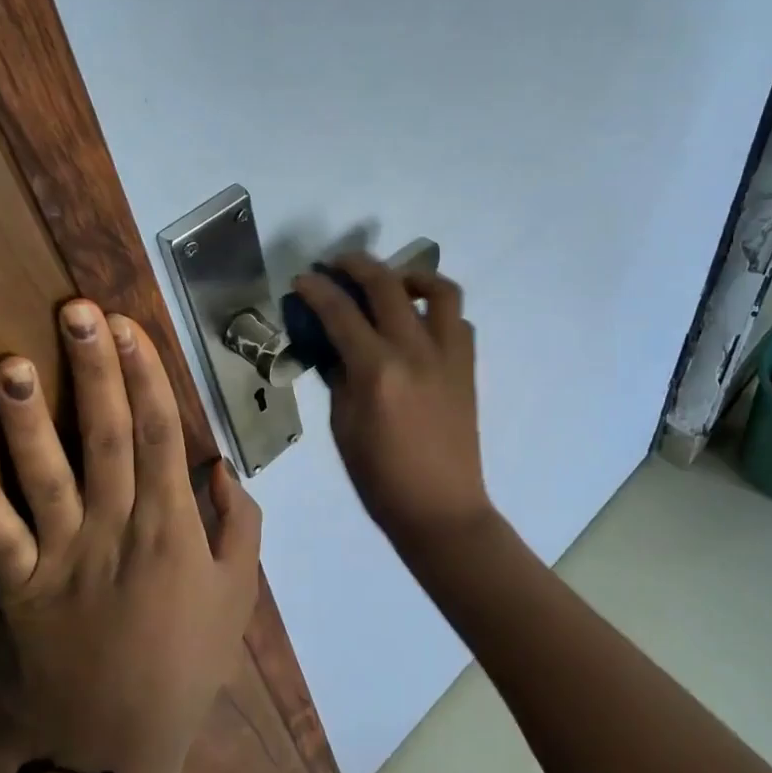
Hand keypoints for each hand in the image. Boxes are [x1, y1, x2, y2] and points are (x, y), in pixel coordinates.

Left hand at [0, 301, 261, 772]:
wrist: (123, 744)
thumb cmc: (191, 660)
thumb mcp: (240, 593)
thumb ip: (240, 524)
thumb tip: (221, 465)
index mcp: (172, 526)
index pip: (161, 434)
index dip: (147, 377)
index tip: (132, 328)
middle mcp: (117, 527)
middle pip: (108, 436)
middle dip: (96, 370)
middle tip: (79, 313)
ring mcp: (64, 556)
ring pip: (46, 475)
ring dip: (30, 418)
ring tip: (12, 363)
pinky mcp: (22, 588)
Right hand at [292, 254, 492, 546]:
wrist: (440, 508)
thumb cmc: (380, 478)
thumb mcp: (342, 426)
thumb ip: (339, 377)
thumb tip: (334, 346)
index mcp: (377, 371)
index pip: (341, 313)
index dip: (317, 290)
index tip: (303, 279)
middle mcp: (416, 351)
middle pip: (387, 285)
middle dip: (357, 265)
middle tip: (338, 264)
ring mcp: (448, 355)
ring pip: (439, 290)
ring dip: (411, 276)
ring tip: (392, 283)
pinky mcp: (468, 366)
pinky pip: (458, 321)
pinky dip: (437, 311)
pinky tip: (418, 324)